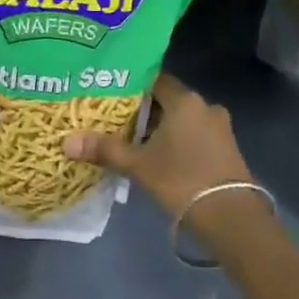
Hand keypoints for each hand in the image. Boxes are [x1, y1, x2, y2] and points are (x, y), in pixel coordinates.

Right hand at [63, 73, 253, 220]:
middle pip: (168, 100)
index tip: (110, 93)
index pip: (154, 79)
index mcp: (185, 100)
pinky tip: (161, 158)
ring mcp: (220, 128)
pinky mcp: (227, 150)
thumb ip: (105, 150)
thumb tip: (66, 142)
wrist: (232, 219)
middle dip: (144, 110)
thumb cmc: (182, 180)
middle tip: (116, 119)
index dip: (132, 85)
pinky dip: (178, 142)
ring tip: (134, 141)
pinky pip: (195, 136)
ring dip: (162, 129)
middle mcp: (205, 106)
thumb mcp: (138, 165)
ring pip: (182, 120)